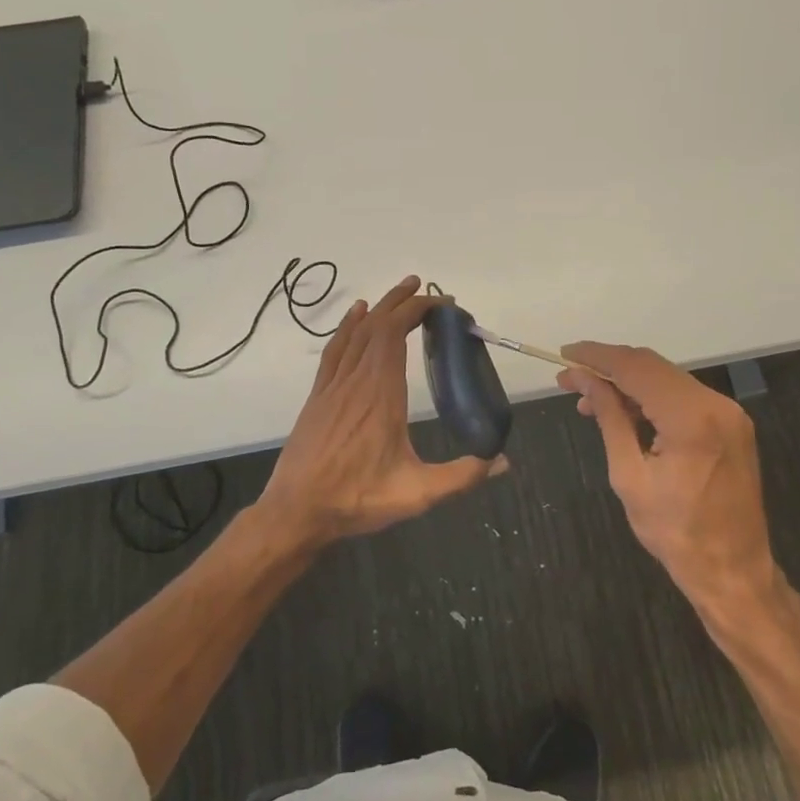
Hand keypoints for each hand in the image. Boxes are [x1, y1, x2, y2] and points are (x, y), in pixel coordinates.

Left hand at [261, 275, 507, 543]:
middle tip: (425, 288)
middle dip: (402, 302)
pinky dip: (348, 327)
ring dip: (378, 309)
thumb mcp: (417, 493)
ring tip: (399, 292)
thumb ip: (463, 476)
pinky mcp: (318, 396)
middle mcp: (356, 380)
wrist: (296, 512)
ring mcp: (333, 386)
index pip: (396, 334)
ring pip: (355, 333)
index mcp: (381, 394)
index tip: (442, 304)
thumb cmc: (357, 499)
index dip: (417, 311)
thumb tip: (503, 461)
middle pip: (377, 326)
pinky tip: (356, 316)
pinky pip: (335, 350)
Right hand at [558, 342, 777, 613]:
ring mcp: (729, 413)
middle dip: (609, 368)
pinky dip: (651, 398)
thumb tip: (583, 379)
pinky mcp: (732, 424)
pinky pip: (683, 398)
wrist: (734, 571)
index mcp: (691, 418)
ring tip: (589, 400)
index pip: (636, 368)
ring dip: (628, 384)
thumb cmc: (675, 532)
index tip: (565, 354)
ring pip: (668, 380)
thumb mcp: (629, 476)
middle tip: (570, 380)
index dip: (597, 357)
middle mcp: (716, 404)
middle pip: (653, 367)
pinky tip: (624, 412)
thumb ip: (609, 418)